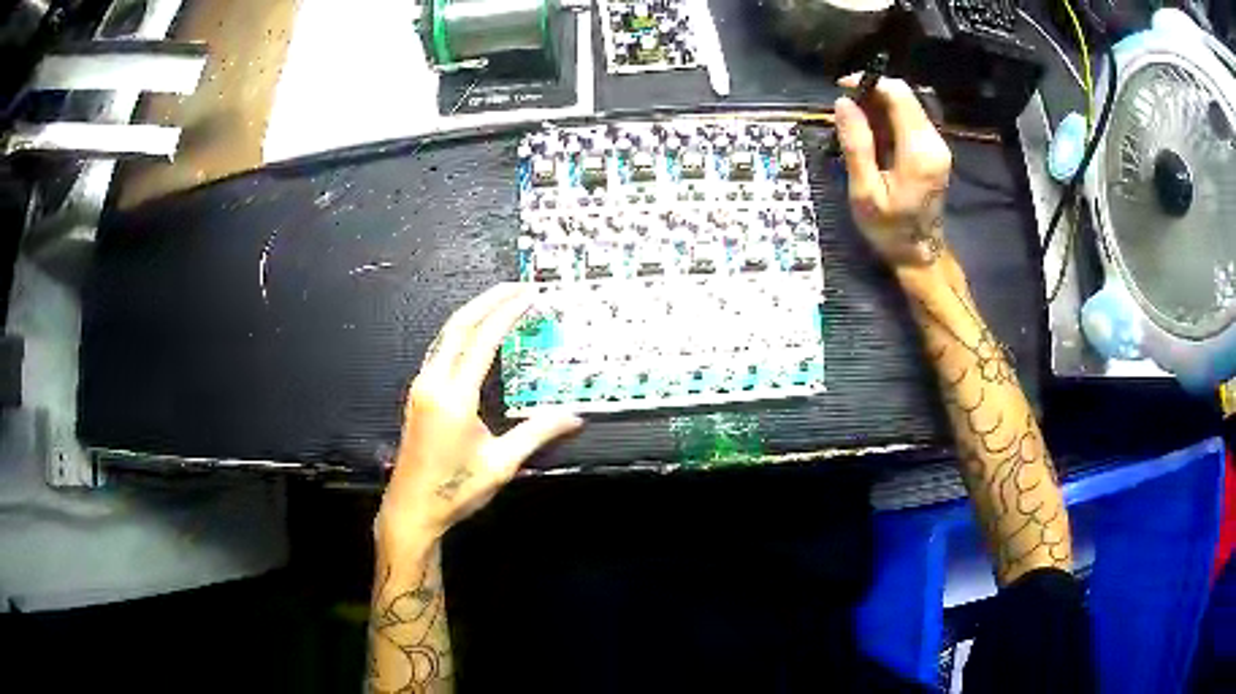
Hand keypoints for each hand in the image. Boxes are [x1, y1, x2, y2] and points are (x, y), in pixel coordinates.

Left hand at [375, 283, 582, 550]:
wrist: (412, 508)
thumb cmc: (455, 489)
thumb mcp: (501, 464)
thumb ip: (536, 433)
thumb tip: (574, 417)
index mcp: (454, 397)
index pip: (482, 341)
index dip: (506, 313)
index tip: (529, 295)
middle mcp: (433, 383)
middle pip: (459, 326)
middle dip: (488, 300)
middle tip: (517, 286)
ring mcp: (421, 386)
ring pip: (446, 335)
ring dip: (473, 313)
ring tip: (500, 301)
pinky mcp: (419, 394)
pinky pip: (440, 350)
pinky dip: (461, 332)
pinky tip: (475, 334)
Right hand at [833, 76, 952, 267]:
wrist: (920, 254)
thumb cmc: (889, 229)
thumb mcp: (865, 192)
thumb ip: (857, 144)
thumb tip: (843, 102)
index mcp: (919, 150)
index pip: (898, 94)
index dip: (869, 82)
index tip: (842, 90)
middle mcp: (934, 141)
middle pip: (904, 95)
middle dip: (872, 94)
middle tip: (846, 112)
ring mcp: (937, 145)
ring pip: (907, 105)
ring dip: (879, 107)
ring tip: (856, 126)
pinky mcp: (934, 149)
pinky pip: (910, 119)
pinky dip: (888, 119)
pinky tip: (873, 136)